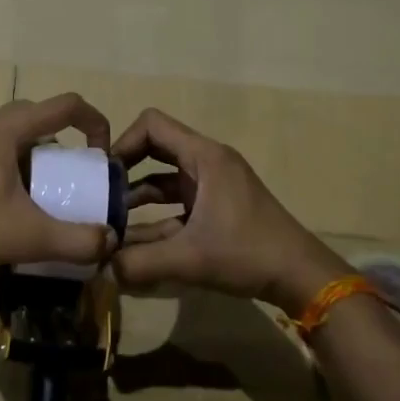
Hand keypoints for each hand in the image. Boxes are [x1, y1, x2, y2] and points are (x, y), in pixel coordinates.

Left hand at [0, 94, 116, 271]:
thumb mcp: (26, 235)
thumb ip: (74, 240)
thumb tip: (109, 241)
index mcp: (9, 128)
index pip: (67, 105)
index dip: (96, 123)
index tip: (102, 156)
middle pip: (41, 117)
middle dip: (67, 141)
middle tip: (75, 175)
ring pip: (17, 134)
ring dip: (40, 155)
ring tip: (46, 192)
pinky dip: (16, 165)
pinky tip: (11, 203)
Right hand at [114, 108, 348, 314]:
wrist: (299, 275)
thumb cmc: (247, 253)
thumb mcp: (190, 258)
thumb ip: (140, 263)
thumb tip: (102, 266)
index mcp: (204, 157)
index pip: (152, 124)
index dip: (124, 142)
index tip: (104, 174)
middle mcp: (207, 163)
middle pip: (156, 149)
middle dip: (126, 170)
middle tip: (99, 196)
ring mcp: (213, 186)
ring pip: (164, 180)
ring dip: (137, 198)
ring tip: (110, 223)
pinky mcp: (216, 208)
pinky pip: (176, 204)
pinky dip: (155, 218)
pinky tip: (133, 244)